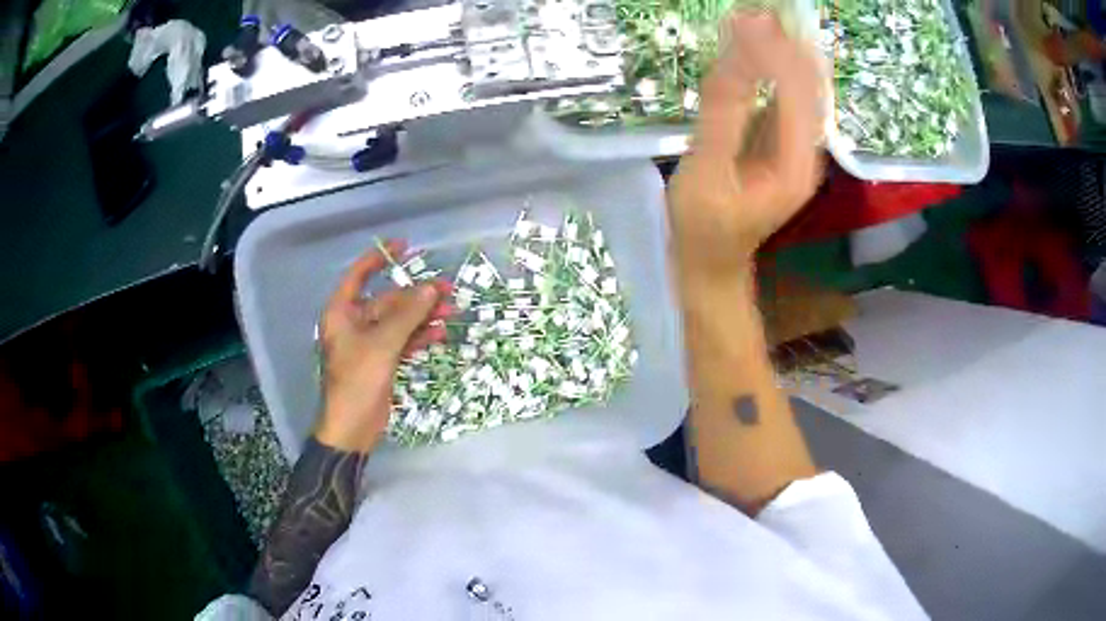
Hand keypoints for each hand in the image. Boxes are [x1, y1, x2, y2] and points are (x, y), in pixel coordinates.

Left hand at [315, 241, 451, 452]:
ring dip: (423, 317)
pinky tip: (439, 334)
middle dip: (416, 296)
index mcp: (342, 312)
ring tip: (451, 313)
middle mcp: (354, 323)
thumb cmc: (357, 382)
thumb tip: (431, 288)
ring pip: (399, 321)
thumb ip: (407, 315)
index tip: (405, 246)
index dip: (380, 257)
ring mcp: (368, 343)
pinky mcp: (381, 360)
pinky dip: (419, 336)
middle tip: (447, 291)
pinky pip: (402, 340)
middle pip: (387, 300)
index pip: (359, 274)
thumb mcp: (382, 345)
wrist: (352, 428)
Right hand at [669, 13, 823, 277]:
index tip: (745, 18)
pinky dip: (770, 64)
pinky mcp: (781, 139)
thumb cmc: (703, 227)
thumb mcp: (705, 172)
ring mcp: (796, 145)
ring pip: (800, 86)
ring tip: (752, 18)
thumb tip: (736, 58)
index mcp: (795, 164)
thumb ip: (723, 113)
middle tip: (752, 11)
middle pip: (807, 84)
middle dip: (784, 43)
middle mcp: (806, 150)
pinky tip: (751, 45)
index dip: (775, 52)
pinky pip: (784, 92)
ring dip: (780, 49)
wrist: (712, 263)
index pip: (796, 93)